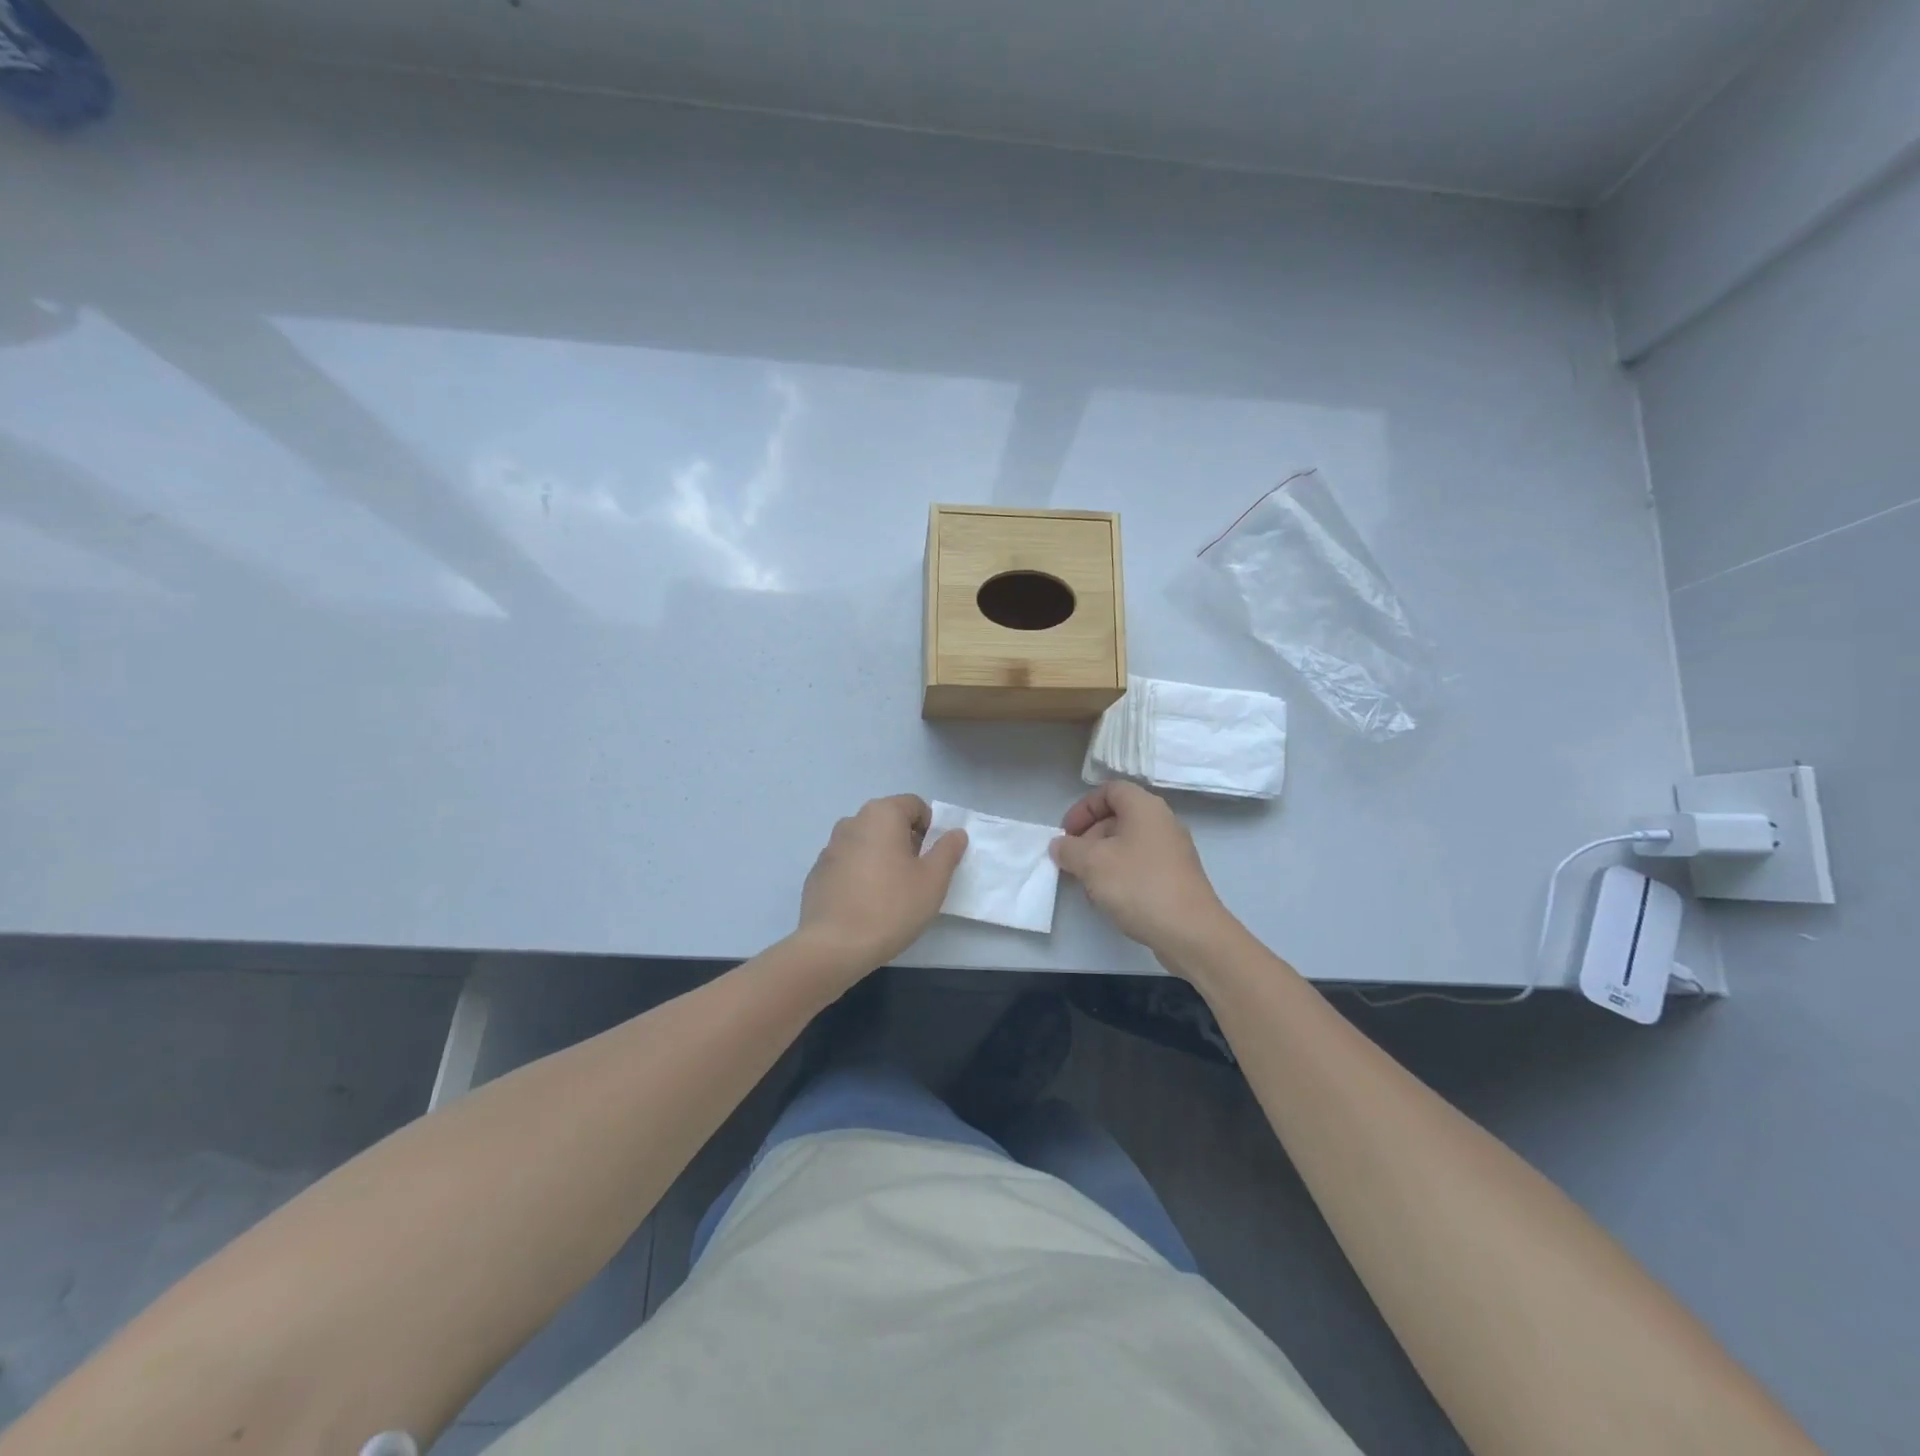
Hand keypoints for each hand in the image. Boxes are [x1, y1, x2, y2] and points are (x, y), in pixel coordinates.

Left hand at [795, 794, 966, 976]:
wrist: (833, 946)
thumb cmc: (891, 906)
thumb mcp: (933, 880)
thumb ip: (947, 850)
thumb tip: (955, 833)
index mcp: (881, 814)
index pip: (914, 804)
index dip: (930, 827)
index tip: (932, 858)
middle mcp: (852, 821)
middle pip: (889, 821)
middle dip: (906, 842)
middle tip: (916, 877)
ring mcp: (830, 847)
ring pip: (867, 842)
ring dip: (882, 858)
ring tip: (890, 893)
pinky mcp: (817, 872)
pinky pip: (848, 863)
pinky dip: (861, 874)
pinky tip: (865, 904)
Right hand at [1051, 782, 1235, 966]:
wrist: (1190, 932)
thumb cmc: (1138, 886)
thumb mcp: (1092, 863)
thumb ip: (1068, 849)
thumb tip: (1060, 845)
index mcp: (1145, 808)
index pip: (1109, 790)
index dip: (1083, 808)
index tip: (1067, 833)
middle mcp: (1162, 822)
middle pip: (1118, 817)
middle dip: (1089, 837)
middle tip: (1073, 861)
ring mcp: (1173, 851)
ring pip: (1127, 844)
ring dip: (1102, 859)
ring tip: (1088, 885)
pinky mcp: (1176, 876)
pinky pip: (1140, 864)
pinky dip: (1120, 874)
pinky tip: (1110, 899)